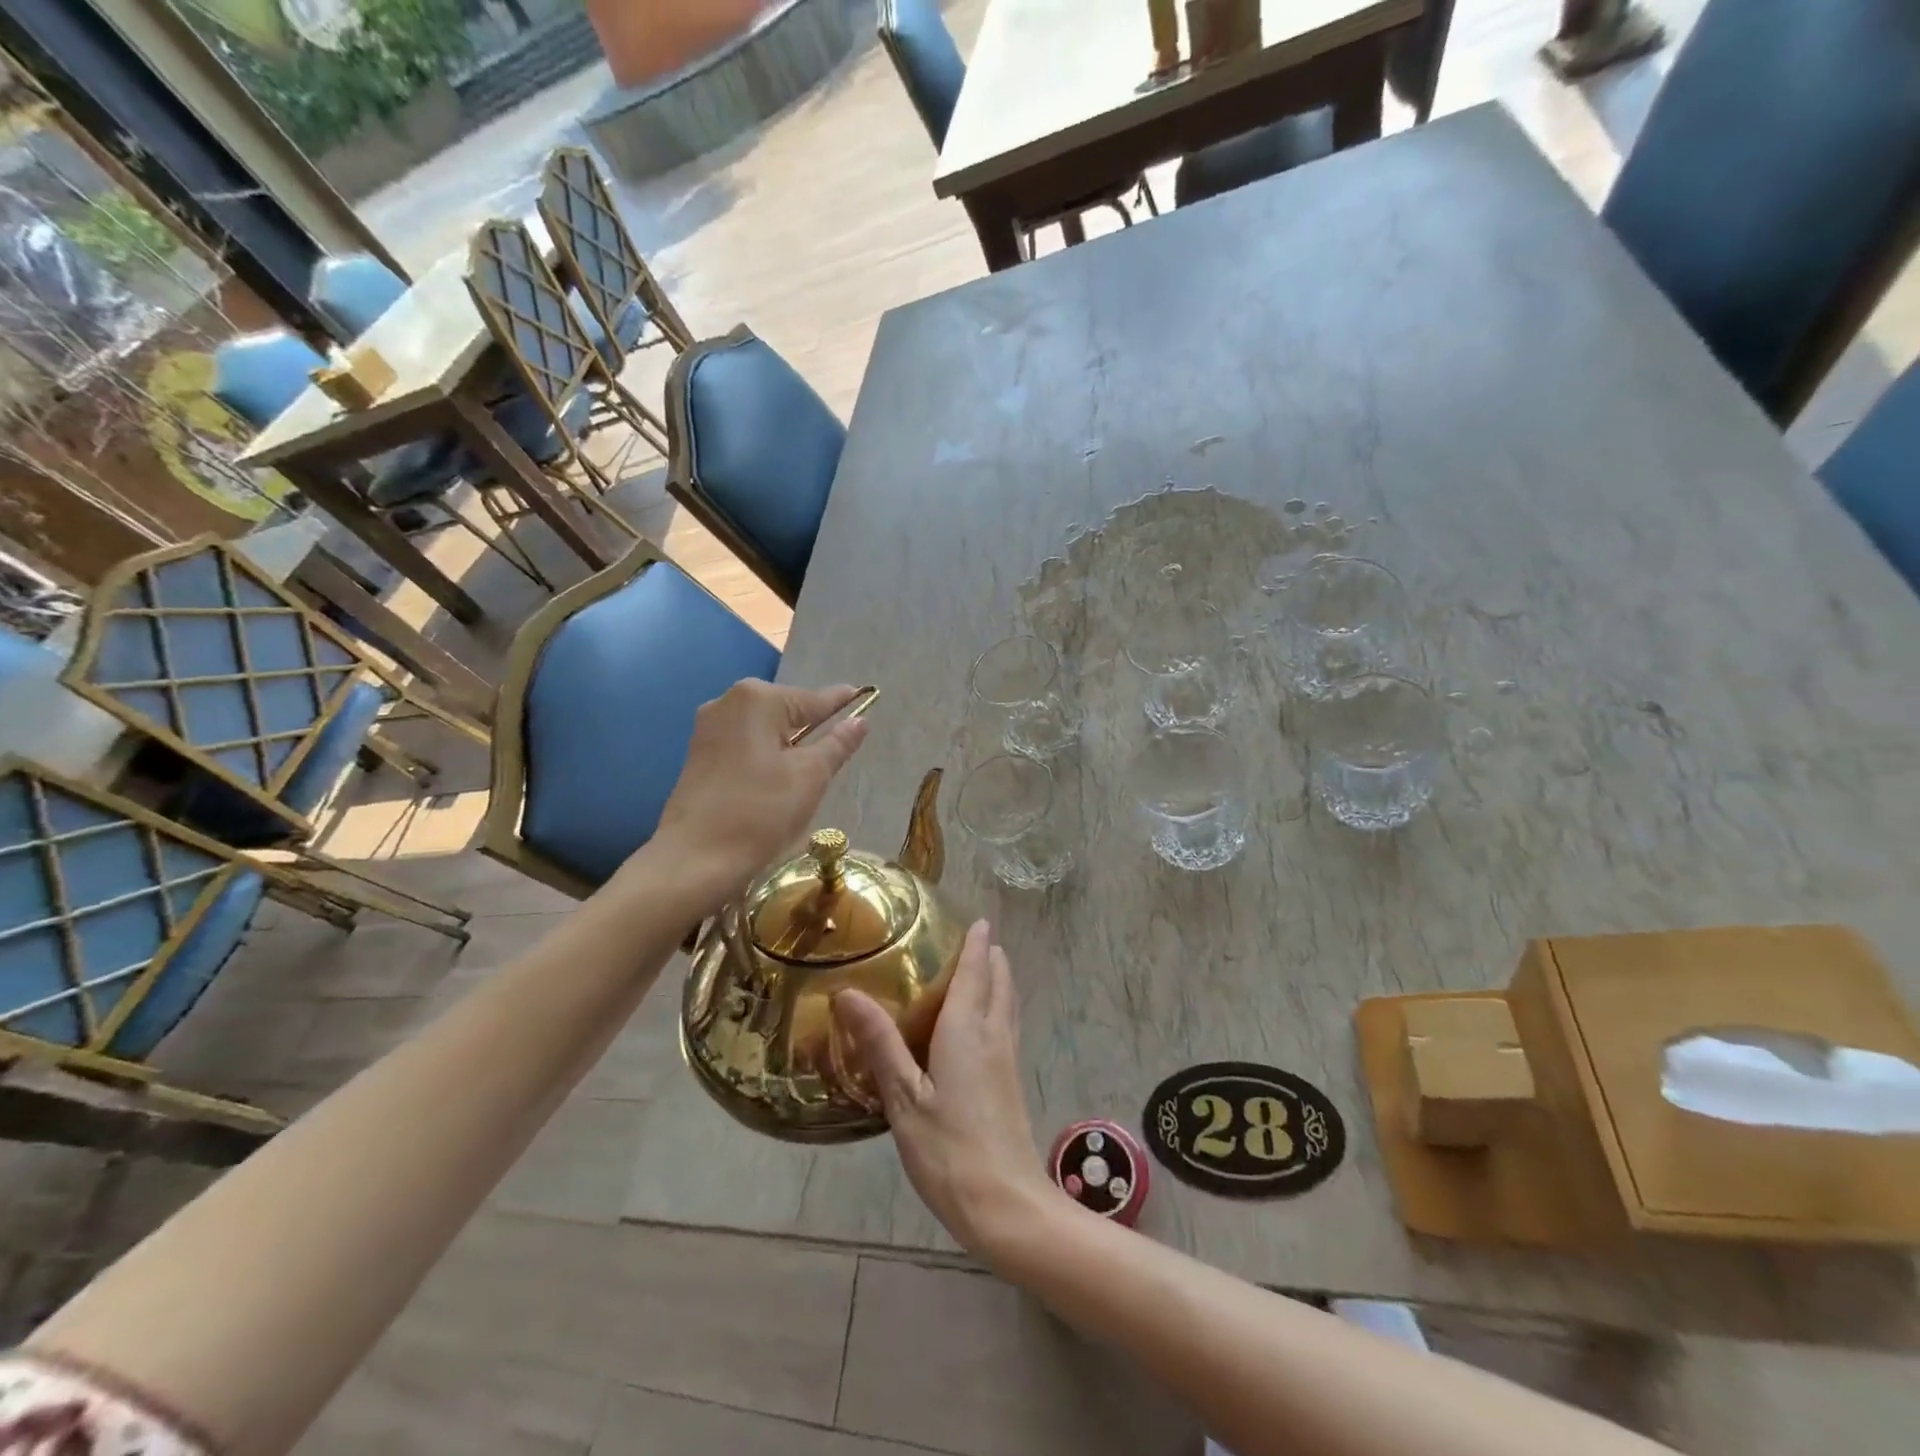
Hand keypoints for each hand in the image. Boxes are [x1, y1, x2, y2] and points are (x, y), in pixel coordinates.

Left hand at [650, 680, 868, 911]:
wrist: (696, 859)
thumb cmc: (761, 813)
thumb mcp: (811, 776)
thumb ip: (838, 743)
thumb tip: (860, 720)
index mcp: (758, 699)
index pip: (813, 700)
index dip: (841, 705)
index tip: (864, 697)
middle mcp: (728, 701)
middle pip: (787, 712)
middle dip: (812, 730)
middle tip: (833, 759)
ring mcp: (708, 728)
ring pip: (765, 730)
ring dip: (788, 746)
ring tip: (805, 777)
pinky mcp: (698, 753)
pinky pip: (745, 745)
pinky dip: (765, 756)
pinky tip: (773, 783)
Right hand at [832, 921, 1053, 1256]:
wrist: (1006, 1206)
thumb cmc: (949, 1150)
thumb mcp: (904, 1098)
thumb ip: (880, 1043)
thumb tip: (849, 992)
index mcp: (968, 1030)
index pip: (976, 972)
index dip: (977, 944)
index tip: (978, 920)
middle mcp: (994, 1035)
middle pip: (1000, 983)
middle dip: (991, 957)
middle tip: (974, 939)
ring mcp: (1007, 1060)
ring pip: (1007, 1004)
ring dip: (998, 980)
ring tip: (984, 969)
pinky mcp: (1011, 1082)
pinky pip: (1006, 1026)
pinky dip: (998, 1006)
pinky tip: (983, 1024)